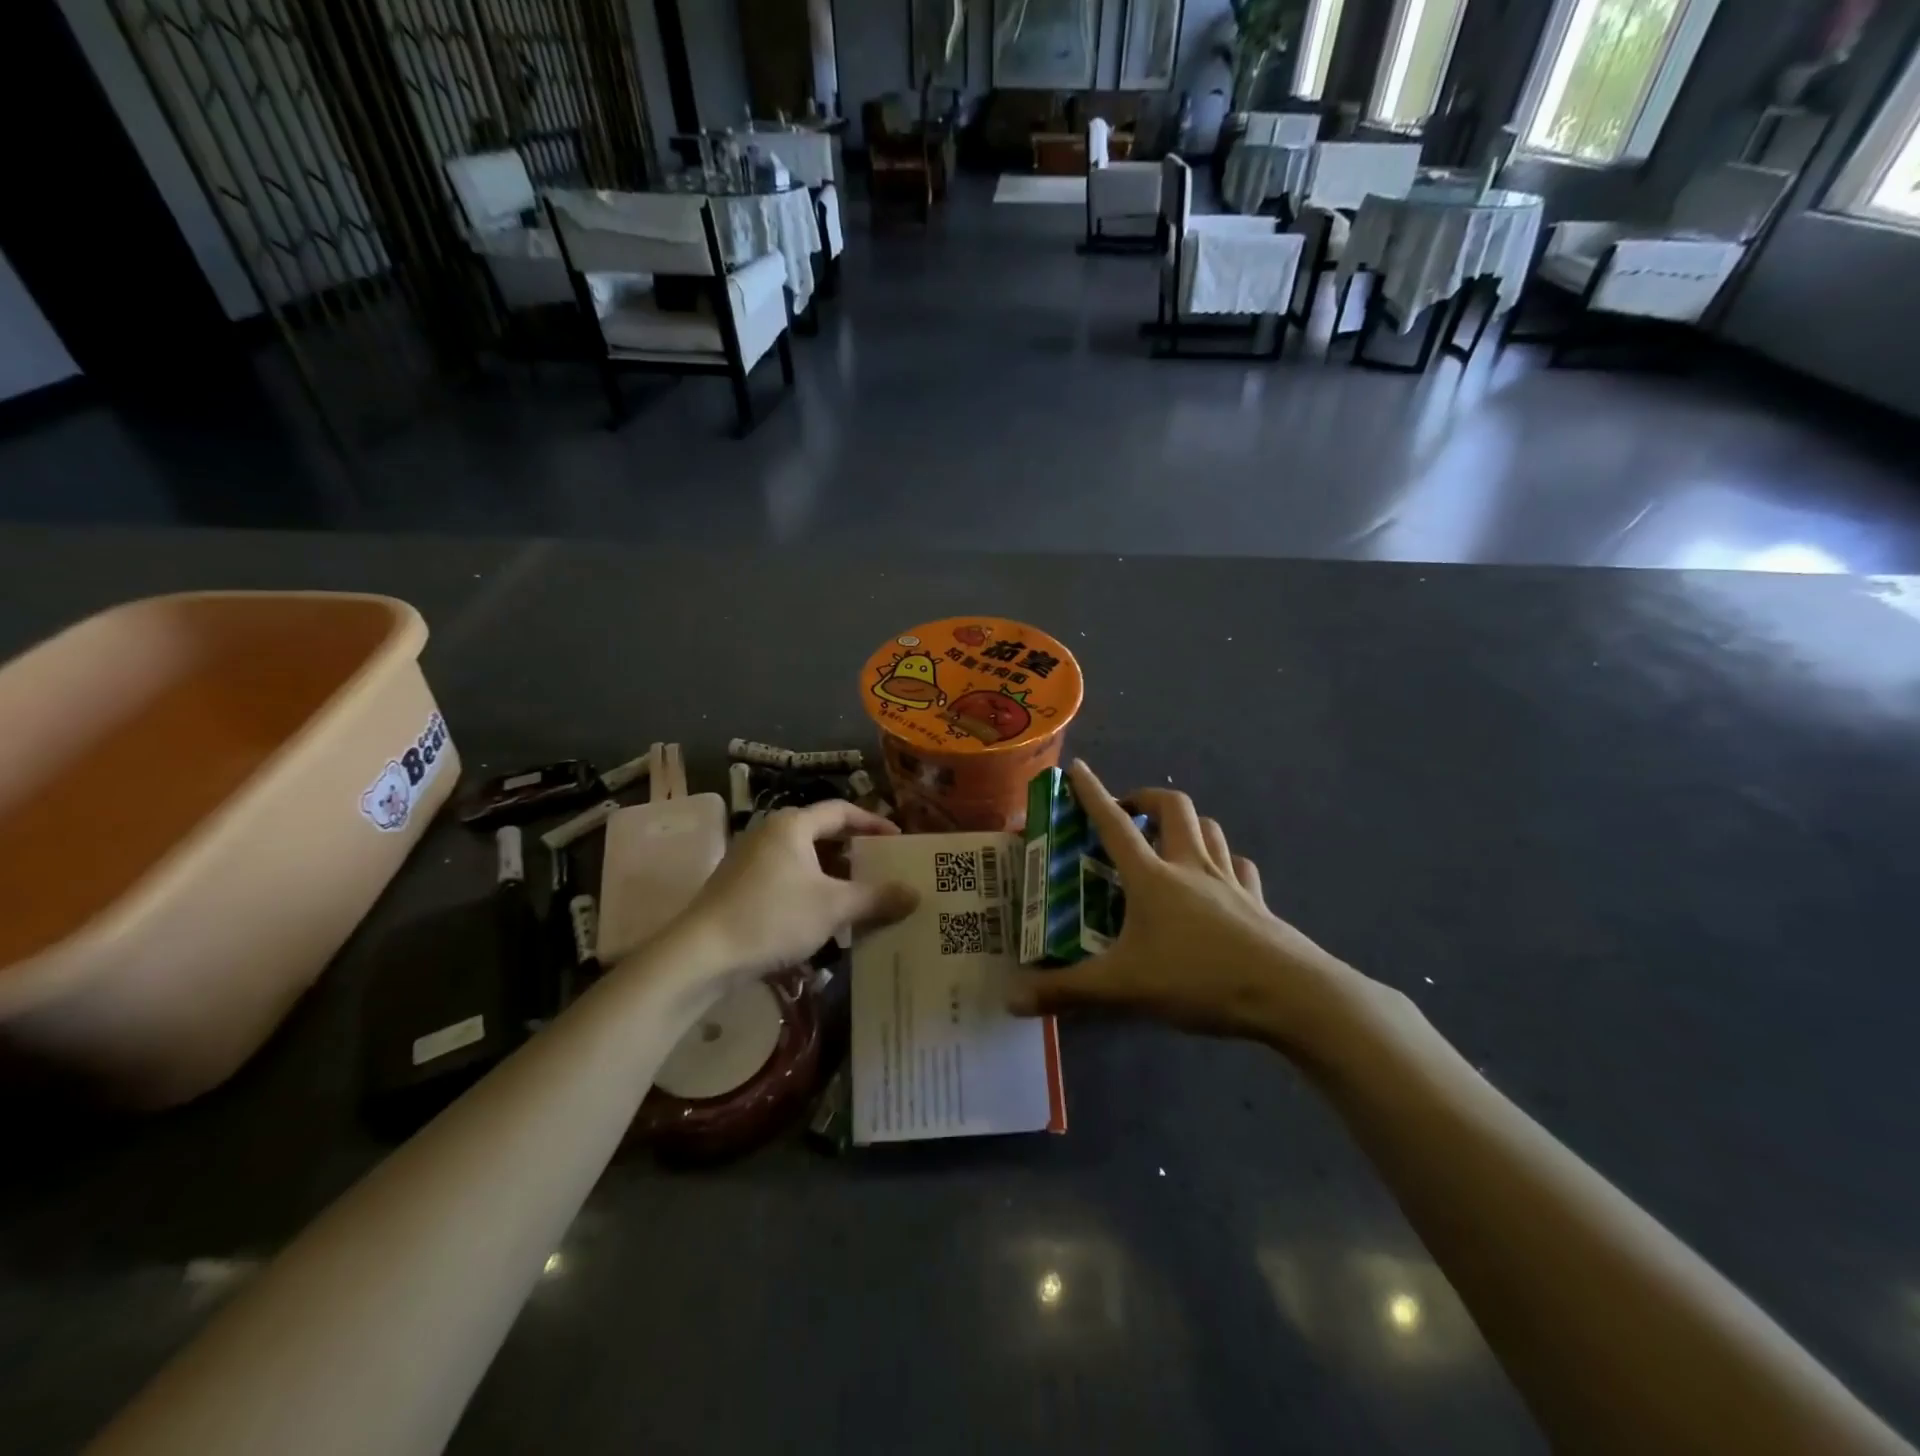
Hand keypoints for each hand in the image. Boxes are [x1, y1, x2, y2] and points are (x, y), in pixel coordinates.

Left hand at [673, 801, 918, 980]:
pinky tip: (823, 918)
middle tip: (883, 868)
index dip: (873, 823)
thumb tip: (916, 893)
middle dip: (854, 851)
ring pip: (803, 859)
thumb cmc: (772, 918)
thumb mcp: (833, 907)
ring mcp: (750, 860)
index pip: (841, 811)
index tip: (898, 840)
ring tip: (860, 895)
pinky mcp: (739, 886)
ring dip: (833, 875)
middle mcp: (769, 833)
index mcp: (792, 825)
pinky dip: (810, 889)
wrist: (700, 955)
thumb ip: (876, 898)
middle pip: (822, 833)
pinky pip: (786, 878)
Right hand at [1007, 761, 1363, 1054]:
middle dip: (1146, 798)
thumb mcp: (1122, 988)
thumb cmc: (1197, 978)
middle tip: (1128, 812)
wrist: (1288, 994)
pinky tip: (1220, 878)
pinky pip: (1240, 866)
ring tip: (1169, 840)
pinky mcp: (1258, 902)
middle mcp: (1190, 865)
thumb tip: (1009, 998)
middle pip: (1173, 807)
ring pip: (1210, 828)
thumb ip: (1065, 993)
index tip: (1077, 768)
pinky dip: (1225, 861)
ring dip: (1187, 823)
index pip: (1113, 824)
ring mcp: (1230, 881)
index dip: (1092, 793)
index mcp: (1152, 877)